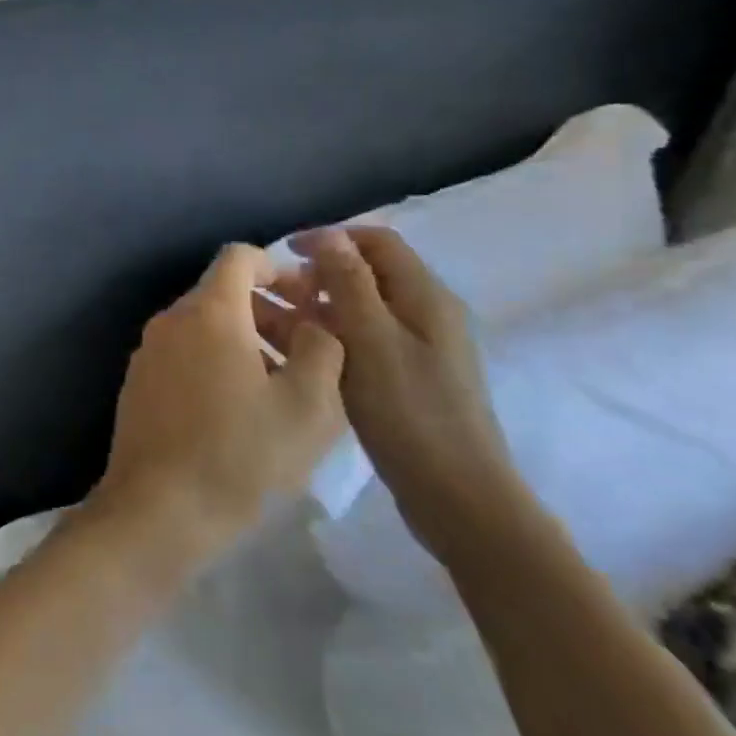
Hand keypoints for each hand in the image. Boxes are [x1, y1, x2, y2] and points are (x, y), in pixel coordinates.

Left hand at [92, 244, 345, 577]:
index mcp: (208, 312)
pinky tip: (240, 411)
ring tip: (282, 388)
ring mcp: (148, 352)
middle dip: (270, 310)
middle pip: (223, 292)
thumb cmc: (239, 455)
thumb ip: (322, 349)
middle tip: (308, 351)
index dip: (280, 269)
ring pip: (204, 326)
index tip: (310, 302)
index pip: (240, 257)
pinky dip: (216, 362)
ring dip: (247, 340)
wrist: (157, 511)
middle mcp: (170, 320)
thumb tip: (315, 323)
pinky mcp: (138, 383)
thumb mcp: (308, 406)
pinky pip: (184, 354)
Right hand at [291, 227, 530, 564]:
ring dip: (321, 306)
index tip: (286, 252)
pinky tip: (304, 353)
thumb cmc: (411, 413)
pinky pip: (364, 340)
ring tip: (276, 321)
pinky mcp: (409, 379)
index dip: (331, 238)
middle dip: (321, 273)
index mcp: (425, 298)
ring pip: (363, 309)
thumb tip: (329, 236)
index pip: (378, 242)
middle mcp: (427, 314)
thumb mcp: (372, 340)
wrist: (459, 498)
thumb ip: (350, 284)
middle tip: (276, 291)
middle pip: (369, 274)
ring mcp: (420, 349)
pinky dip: (332, 336)